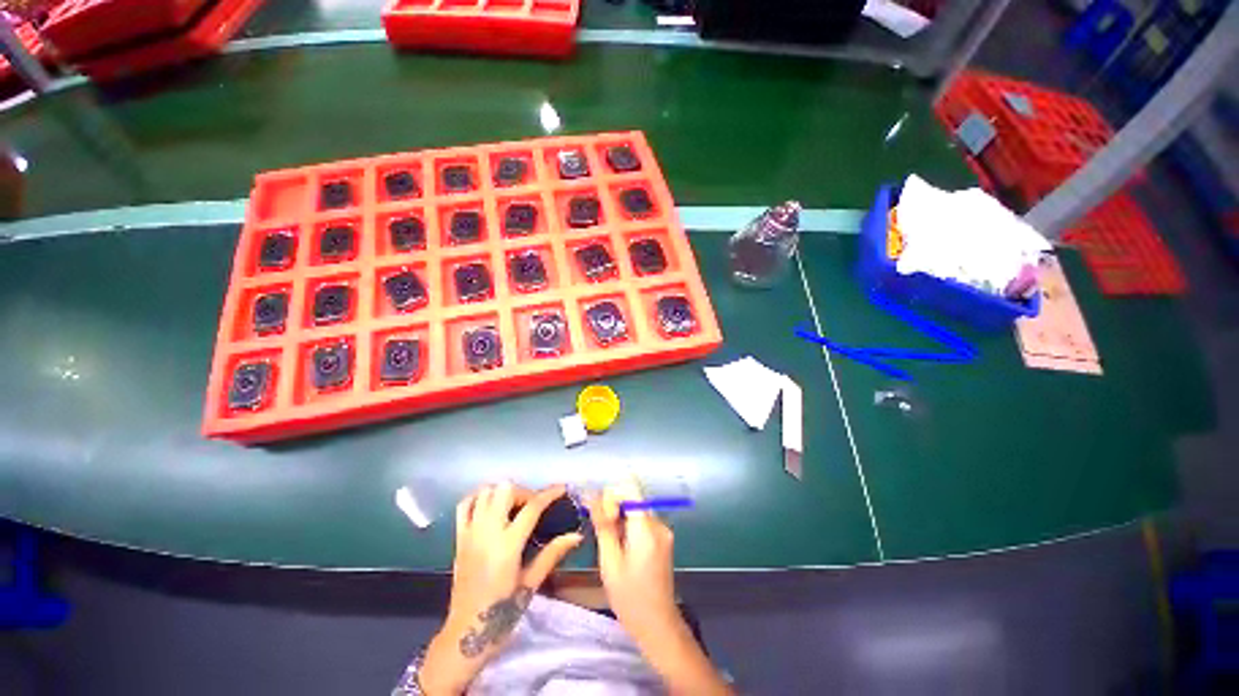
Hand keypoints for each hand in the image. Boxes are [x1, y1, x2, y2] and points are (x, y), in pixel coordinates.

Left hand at [420, 483, 582, 694]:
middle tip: (533, 506)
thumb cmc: (501, 614)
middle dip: (524, 492)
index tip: (562, 488)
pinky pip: (465, 506)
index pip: (532, 507)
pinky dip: (479, 499)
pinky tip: (490, 507)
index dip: (549, 494)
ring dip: (502, 493)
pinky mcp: (458, 539)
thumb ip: (552, 554)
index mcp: (507, 546)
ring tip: (514, 507)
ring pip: (485, 493)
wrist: (465, 636)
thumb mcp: (530, 584)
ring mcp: (470, 534)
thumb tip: (576, 535)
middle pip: (505, 490)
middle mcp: (487, 533)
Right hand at [583, 478, 681, 643]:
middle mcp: (658, 523)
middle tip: (600, 529)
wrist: (657, 625)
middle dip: (613, 507)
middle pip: (633, 497)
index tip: (602, 515)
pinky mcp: (663, 538)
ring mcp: (663, 530)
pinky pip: (642, 520)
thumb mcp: (609, 562)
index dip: (612, 494)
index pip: (630, 488)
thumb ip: (603, 526)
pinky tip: (621, 546)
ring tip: (609, 542)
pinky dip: (628, 525)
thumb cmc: (630, 598)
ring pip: (636, 508)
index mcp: (646, 529)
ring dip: (620, 517)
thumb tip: (593, 497)